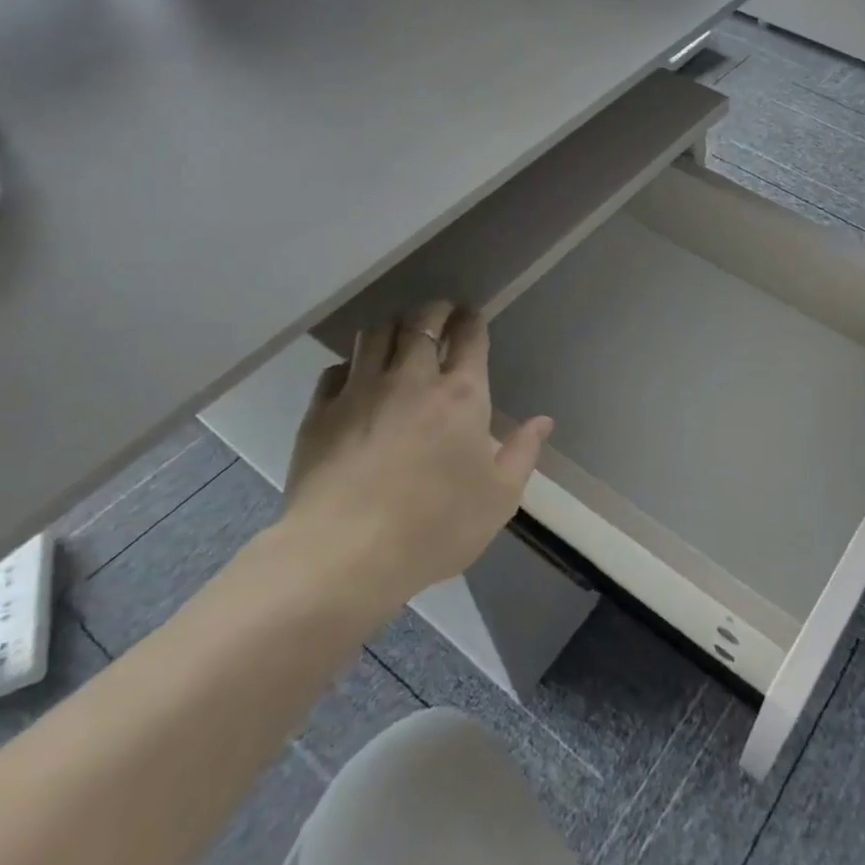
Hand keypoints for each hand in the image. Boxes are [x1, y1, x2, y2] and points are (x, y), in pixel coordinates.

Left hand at [277, 301, 551, 623]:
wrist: (345, 554)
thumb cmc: (435, 527)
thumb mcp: (499, 498)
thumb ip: (523, 453)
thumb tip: (543, 421)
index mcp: (462, 395)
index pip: (469, 336)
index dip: (472, 319)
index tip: (472, 315)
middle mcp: (412, 379)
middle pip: (421, 322)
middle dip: (434, 310)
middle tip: (440, 314)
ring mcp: (361, 391)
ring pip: (375, 334)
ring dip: (392, 326)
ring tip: (398, 333)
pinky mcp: (321, 412)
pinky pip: (336, 370)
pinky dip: (351, 363)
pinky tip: (356, 376)